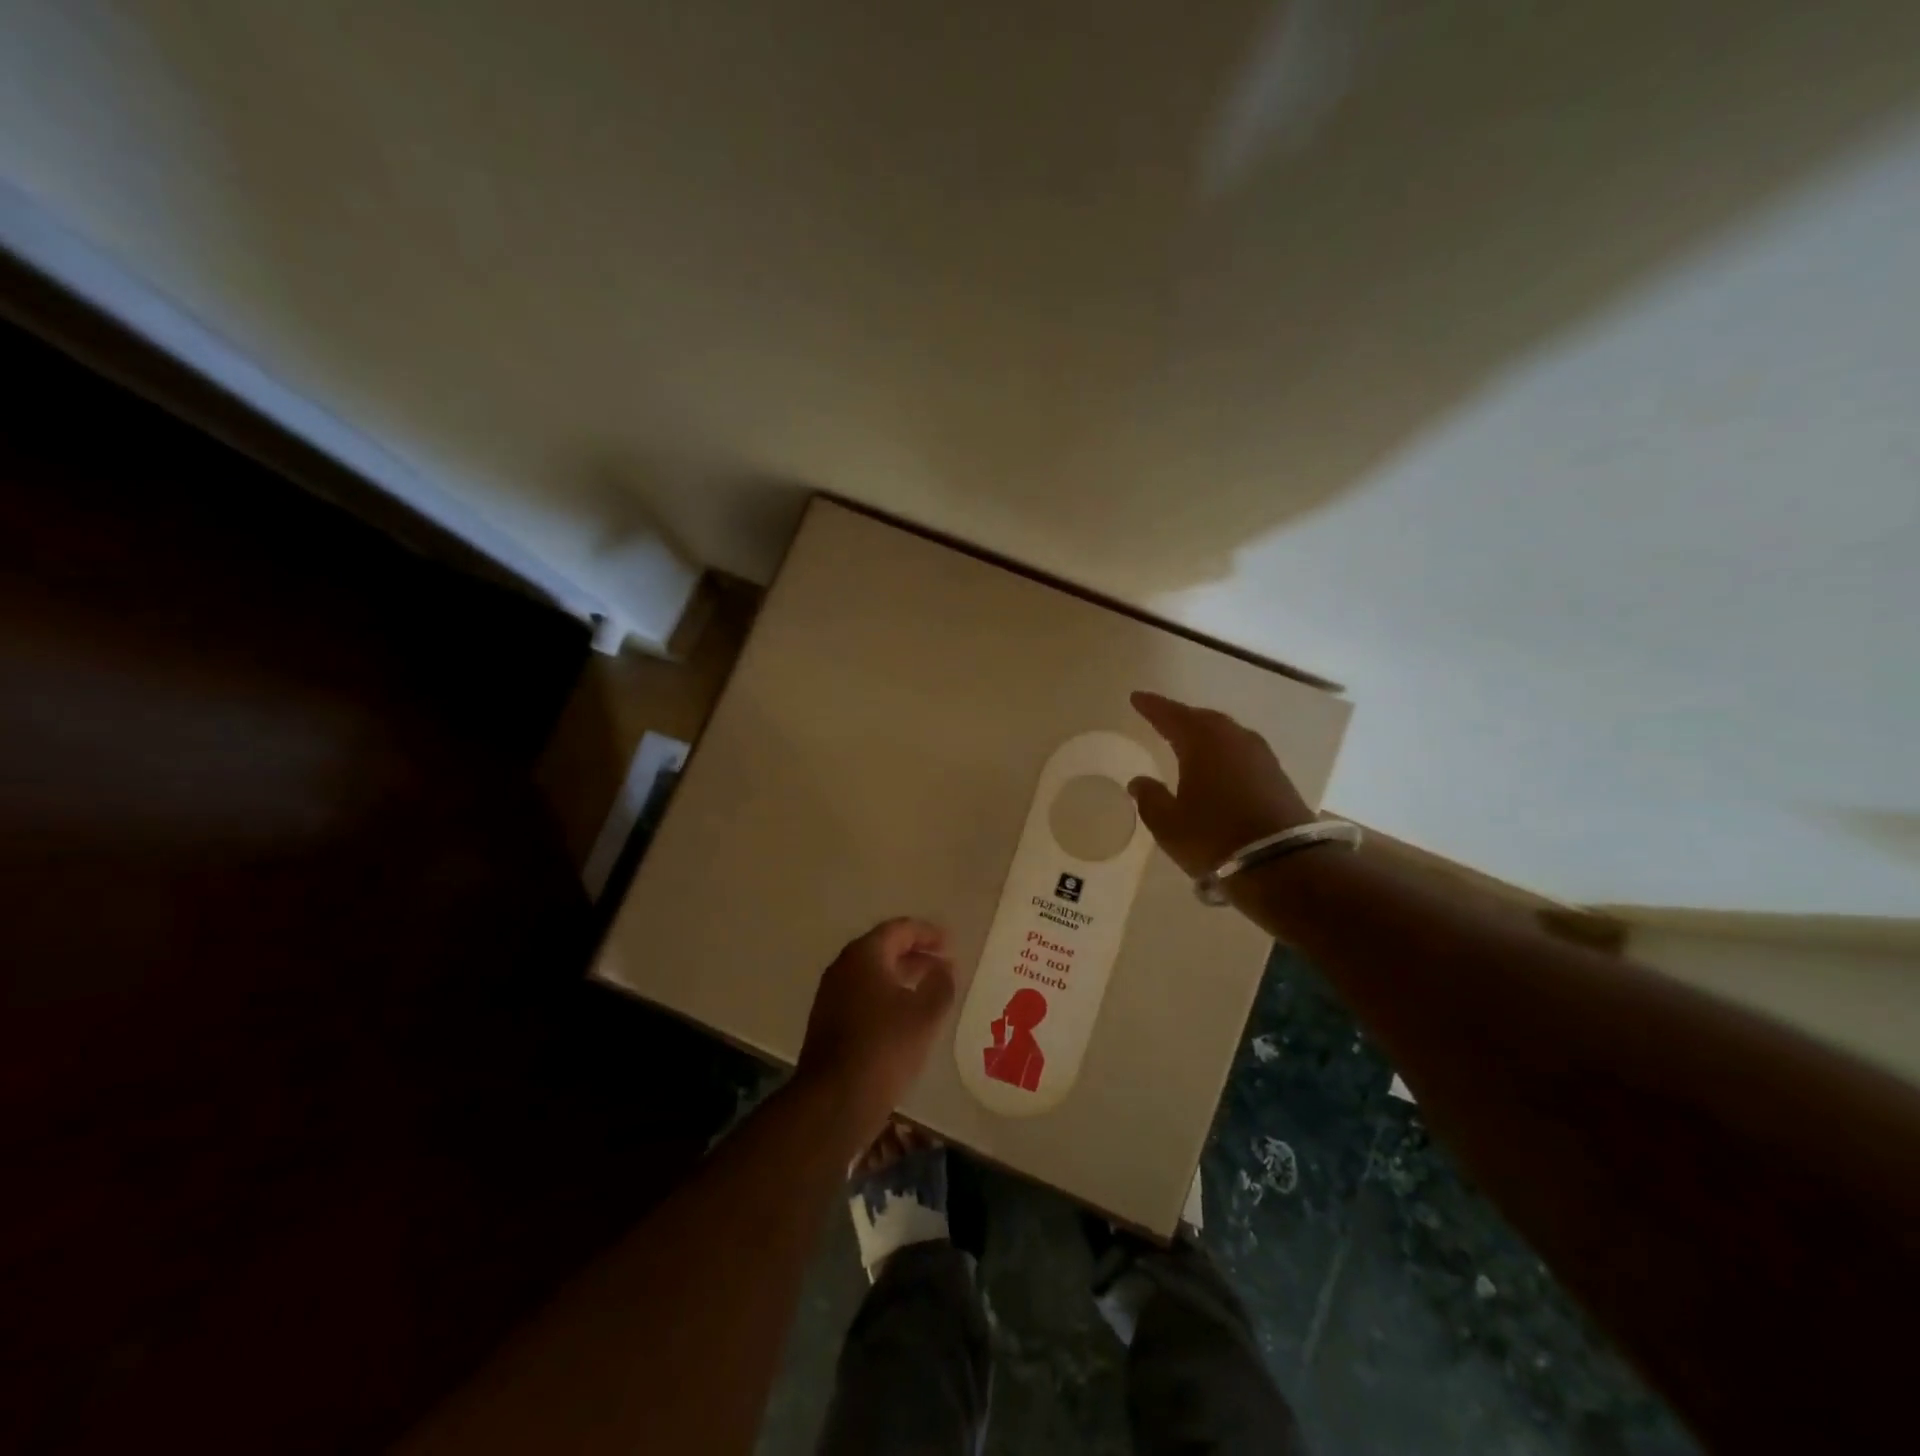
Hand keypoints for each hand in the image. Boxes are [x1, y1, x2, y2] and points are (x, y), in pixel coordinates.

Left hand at [796, 918, 955, 1151]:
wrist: (834, 1100)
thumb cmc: (884, 1047)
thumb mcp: (925, 1014)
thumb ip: (941, 983)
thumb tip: (945, 967)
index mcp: (864, 955)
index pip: (898, 929)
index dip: (927, 933)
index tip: (950, 943)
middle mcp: (843, 967)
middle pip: (883, 949)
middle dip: (915, 954)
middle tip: (944, 964)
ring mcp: (831, 995)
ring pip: (872, 974)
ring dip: (902, 976)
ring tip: (930, 989)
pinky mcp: (828, 1022)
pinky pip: (863, 995)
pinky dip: (887, 996)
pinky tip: (905, 1017)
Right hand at [1126, 691, 1314, 877]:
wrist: (1283, 865)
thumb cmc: (1214, 838)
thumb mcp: (1168, 824)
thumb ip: (1150, 798)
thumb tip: (1138, 781)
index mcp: (1202, 741)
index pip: (1171, 715)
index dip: (1152, 707)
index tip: (1136, 698)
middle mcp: (1233, 739)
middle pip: (1202, 719)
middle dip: (1181, 718)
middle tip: (1162, 718)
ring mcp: (1260, 756)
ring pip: (1225, 734)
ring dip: (1205, 734)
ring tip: (1188, 740)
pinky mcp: (1277, 776)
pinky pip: (1241, 752)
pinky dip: (1224, 752)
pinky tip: (1218, 765)